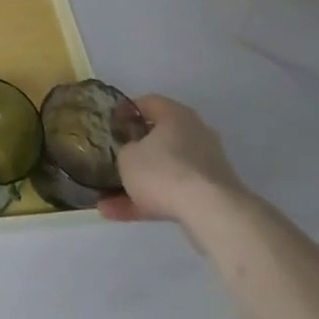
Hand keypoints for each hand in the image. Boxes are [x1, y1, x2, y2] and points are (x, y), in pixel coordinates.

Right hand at [97, 94, 248, 226]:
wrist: (211, 213)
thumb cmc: (163, 171)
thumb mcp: (127, 156)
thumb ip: (125, 150)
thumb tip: (133, 154)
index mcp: (176, 115)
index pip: (148, 103)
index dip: (126, 111)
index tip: (111, 123)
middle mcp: (195, 135)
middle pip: (159, 139)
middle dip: (134, 152)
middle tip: (114, 157)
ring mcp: (205, 167)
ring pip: (164, 171)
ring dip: (138, 184)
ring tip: (106, 200)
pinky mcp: (210, 196)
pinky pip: (172, 193)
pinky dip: (149, 202)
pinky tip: (119, 215)